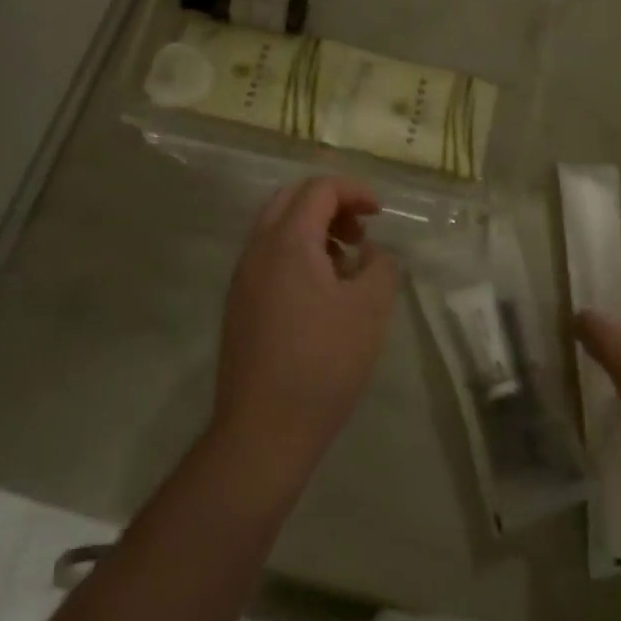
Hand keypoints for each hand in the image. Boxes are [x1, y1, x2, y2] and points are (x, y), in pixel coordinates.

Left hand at [211, 178, 401, 480]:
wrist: (264, 430)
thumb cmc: (323, 362)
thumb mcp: (370, 309)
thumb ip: (380, 266)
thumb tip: (370, 252)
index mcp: (287, 241)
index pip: (319, 189)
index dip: (355, 191)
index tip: (381, 213)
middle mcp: (257, 250)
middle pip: (291, 199)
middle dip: (331, 204)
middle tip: (361, 232)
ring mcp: (242, 278)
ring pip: (277, 228)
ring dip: (314, 229)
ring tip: (347, 263)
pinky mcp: (239, 305)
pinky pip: (269, 257)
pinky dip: (298, 254)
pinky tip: (323, 292)